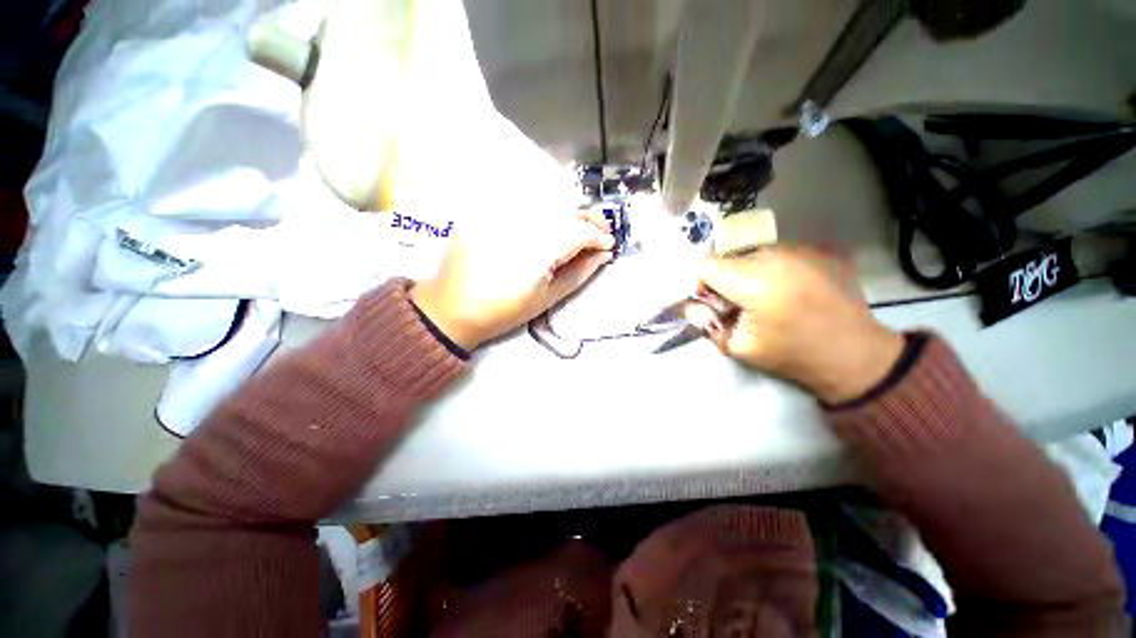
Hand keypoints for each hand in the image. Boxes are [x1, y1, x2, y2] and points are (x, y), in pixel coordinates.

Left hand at [410, 210, 614, 350]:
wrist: (453, 308)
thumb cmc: (504, 311)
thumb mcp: (547, 298)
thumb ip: (578, 273)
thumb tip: (603, 255)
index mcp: (534, 250)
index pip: (576, 231)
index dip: (597, 236)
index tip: (609, 245)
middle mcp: (516, 223)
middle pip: (562, 209)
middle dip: (587, 219)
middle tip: (601, 232)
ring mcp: (498, 214)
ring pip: (545, 201)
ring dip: (568, 212)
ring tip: (579, 228)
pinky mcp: (485, 211)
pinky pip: (522, 203)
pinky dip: (544, 209)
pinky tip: (551, 222)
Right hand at [696, 247, 904, 403]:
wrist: (855, 355)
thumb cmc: (792, 356)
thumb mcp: (739, 348)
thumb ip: (707, 324)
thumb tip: (691, 305)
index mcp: (755, 283)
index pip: (706, 265)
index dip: (702, 283)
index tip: (713, 302)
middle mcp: (777, 256)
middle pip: (729, 256)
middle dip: (725, 278)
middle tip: (740, 304)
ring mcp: (802, 249)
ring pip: (754, 252)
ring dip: (749, 271)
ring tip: (767, 296)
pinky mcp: (819, 250)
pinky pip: (780, 253)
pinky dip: (773, 268)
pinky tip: (790, 289)